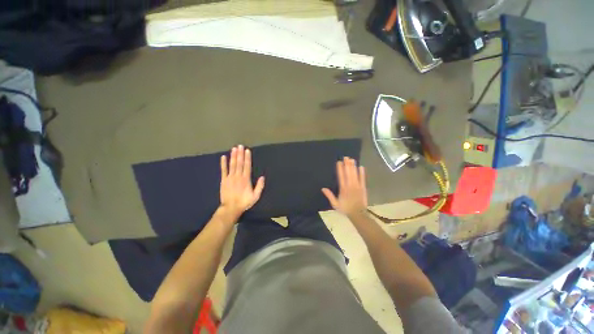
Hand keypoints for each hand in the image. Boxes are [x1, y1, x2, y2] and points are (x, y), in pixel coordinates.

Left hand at [220, 145, 264, 218]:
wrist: (231, 208)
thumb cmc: (244, 202)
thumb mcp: (255, 196)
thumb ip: (260, 186)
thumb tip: (263, 177)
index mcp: (246, 179)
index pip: (247, 166)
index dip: (247, 157)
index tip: (247, 150)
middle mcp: (238, 176)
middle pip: (239, 163)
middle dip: (240, 154)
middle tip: (240, 146)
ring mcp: (230, 177)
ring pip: (232, 164)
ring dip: (233, 156)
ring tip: (234, 148)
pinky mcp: (224, 180)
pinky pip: (223, 170)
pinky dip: (223, 163)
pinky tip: (223, 157)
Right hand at [322, 157, 367, 217]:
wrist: (358, 214)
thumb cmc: (345, 209)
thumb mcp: (335, 204)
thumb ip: (329, 196)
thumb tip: (323, 188)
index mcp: (343, 189)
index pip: (341, 176)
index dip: (340, 169)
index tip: (339, 162)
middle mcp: (350, 186)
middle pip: (348, 173)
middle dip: (347, 165)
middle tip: (346, 157)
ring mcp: (357, 186)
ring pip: (355, 174)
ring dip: (353, 167)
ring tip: (352, 159)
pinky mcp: (363, 188)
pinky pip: (362, 179)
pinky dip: (362, 173)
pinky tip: (361, 167)